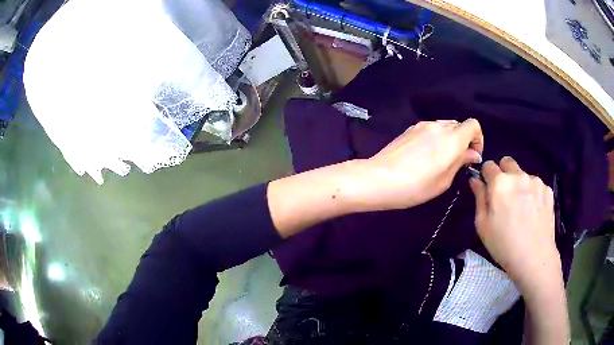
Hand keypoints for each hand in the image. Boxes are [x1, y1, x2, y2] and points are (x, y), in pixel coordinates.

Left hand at [354, 119, 482, 210]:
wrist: (379, 178)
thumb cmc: (415, 186)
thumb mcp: (444, 180)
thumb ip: (461, 162)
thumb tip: (473, 153)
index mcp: (451, 138)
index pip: (473, 125)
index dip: (478, 139)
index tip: (473, 156)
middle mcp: (439, 126)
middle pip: (460, 125)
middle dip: (464, 140)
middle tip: (458, 161)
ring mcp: (422, 125)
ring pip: (445, 126)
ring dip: (450, 139)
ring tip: (441, 159)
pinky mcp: (410, 129)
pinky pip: (431, 129)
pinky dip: (436, 138)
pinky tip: (426, 155)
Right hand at [469, 157, 560, 290]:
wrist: (534, 258)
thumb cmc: (503, 245)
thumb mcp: (482, 225)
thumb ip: (479, 198)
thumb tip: (475, 180)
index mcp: (500, 183)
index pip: (488, 165)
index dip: (486, 176)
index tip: (488, 189)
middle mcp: (518, 175)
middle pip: (507, 162)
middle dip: (503, 173)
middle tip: (505, 196)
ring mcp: (535, 181)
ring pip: (523, 174)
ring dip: (519, 184)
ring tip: (522, 208)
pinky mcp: (547, 190)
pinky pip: (536, 185)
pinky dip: (532, 193)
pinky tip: (533, 212)